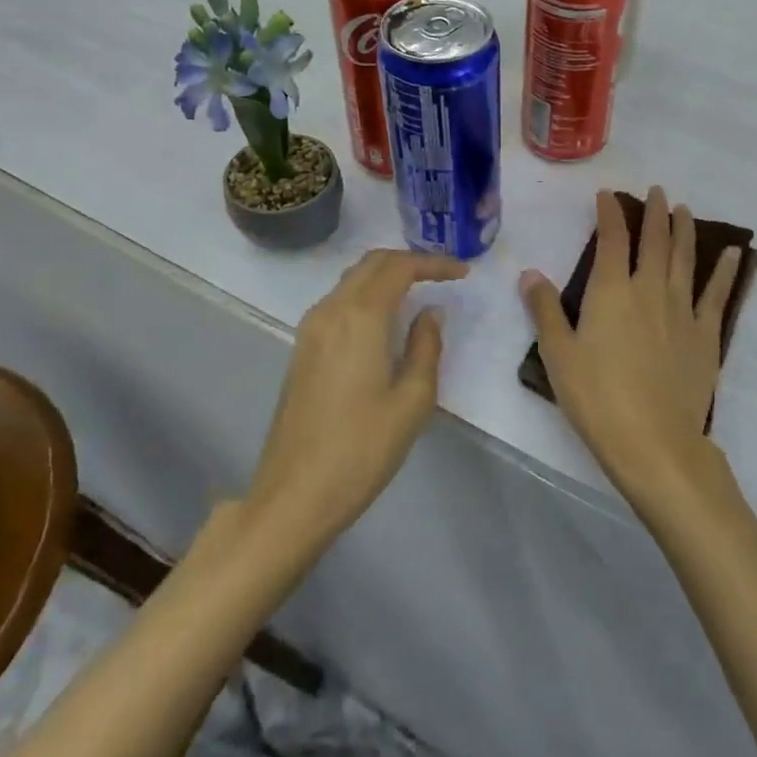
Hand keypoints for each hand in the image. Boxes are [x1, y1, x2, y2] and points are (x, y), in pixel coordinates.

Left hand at [245, 249, 466, 543]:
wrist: (293, 496)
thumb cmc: (361, 450)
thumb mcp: (412, 402)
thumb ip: (426, 347)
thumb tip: (430, 313)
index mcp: (360, 317)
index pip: (399, 267)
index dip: (433, 263)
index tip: (462, 273)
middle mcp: (331, 310)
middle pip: (372, 263)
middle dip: (410, 261)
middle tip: (443, 276)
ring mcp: (311, 328)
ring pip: (352, 279)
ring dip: (386, 275)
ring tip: (420, 291)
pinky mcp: (303, 348)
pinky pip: (339, 300)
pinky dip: (367, 293)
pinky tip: (386, 319)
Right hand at [520, 188, 742, 504]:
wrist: (654, 442)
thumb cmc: (598, 397)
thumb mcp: (558, 354)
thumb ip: (544, 310)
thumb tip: (529, 273)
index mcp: (612, 291)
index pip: (612, 238)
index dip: (610, 213)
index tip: (607, 195)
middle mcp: (649, 290)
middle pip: (654, 241)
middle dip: (654, 212)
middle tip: (657, 191)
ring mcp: (682, 311)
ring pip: (685, 259)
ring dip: (684, 230)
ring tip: (684, 209)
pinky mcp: (706, 335)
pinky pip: (717, 295)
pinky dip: (725, 271)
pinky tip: (733, 254)